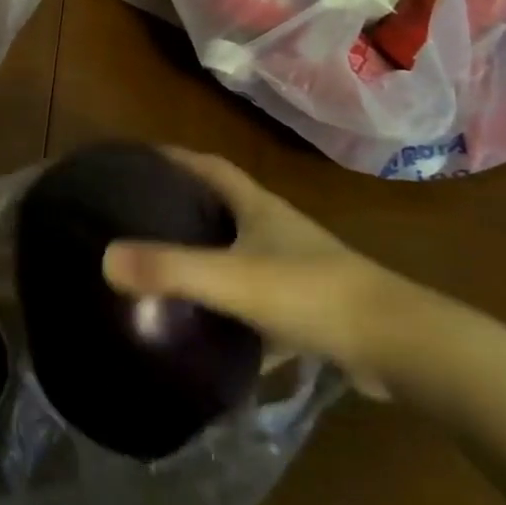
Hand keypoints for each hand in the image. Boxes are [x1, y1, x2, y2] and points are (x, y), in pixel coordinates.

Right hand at [101, 148, 422, 397]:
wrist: (401, 346)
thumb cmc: (312, 294)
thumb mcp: (233, 279)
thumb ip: (171, 269)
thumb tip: (104, 258)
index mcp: (257, 207)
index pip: (208, 166)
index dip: (174, 158)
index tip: (137, 159)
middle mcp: (276, 228)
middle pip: (222, 205)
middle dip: (184, 205)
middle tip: (138, 215)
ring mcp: (296, 268)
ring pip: (240, 252)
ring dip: (208, 255)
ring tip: (164, 268)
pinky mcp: (310, 308)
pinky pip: (258, 299)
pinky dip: (233, 308)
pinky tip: (211, 333)